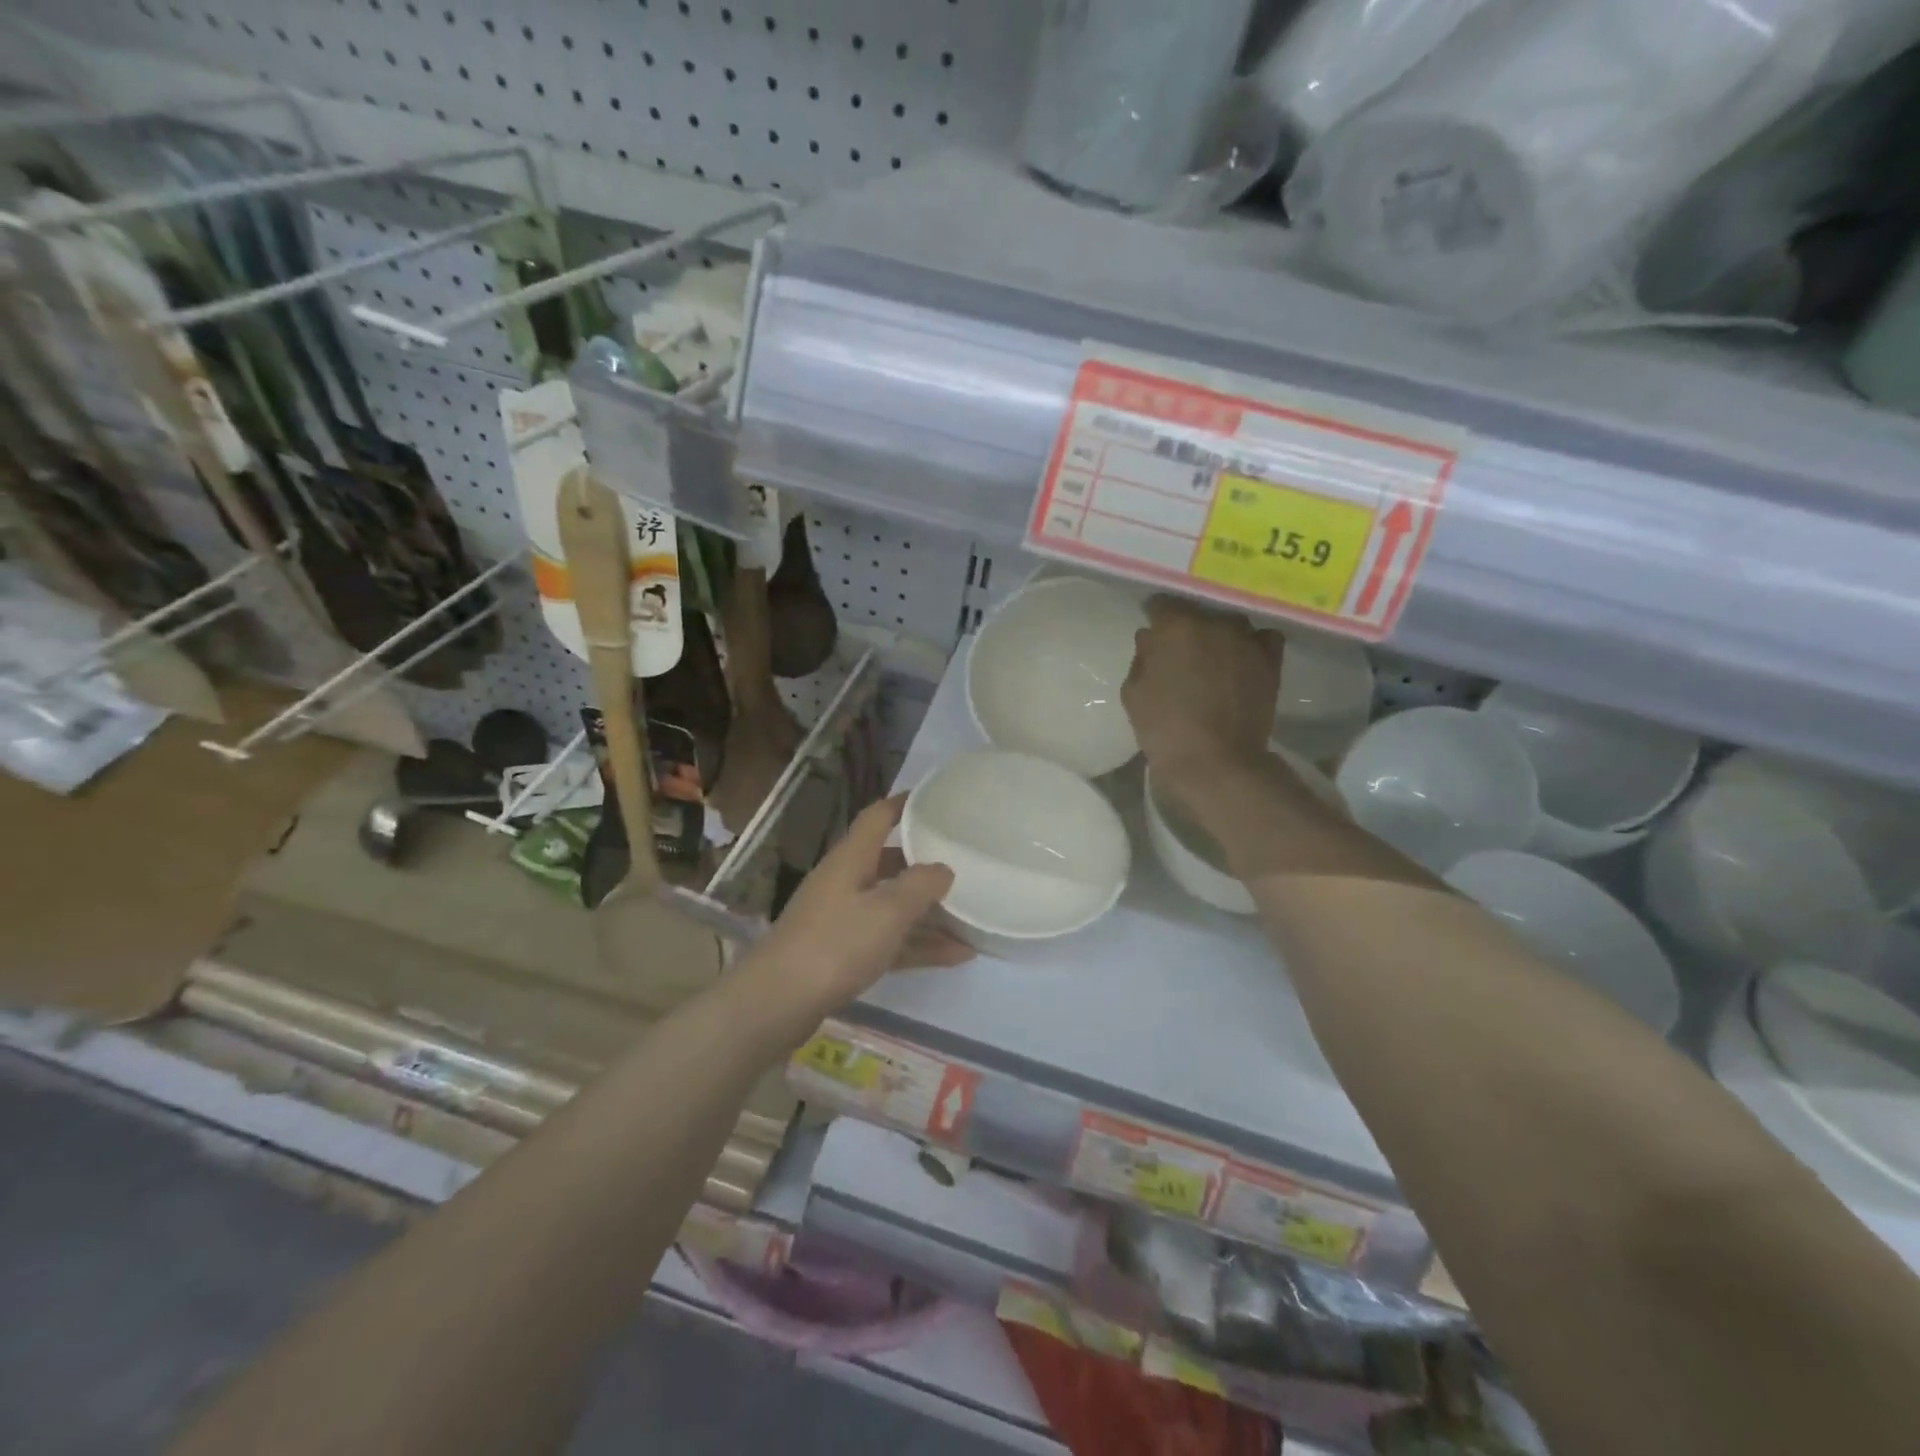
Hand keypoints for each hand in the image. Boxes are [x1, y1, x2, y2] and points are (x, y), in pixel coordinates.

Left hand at [739, 796, 970, 1038]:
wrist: (777, 1003)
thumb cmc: (835, 945)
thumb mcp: (887, 911)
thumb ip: (920, 885)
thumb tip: (943, 868)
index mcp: (851, 860)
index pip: (878, 817)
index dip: (904, 804)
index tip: (934, 799)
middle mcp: (845, 882)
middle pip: (889, 863)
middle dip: (924, 864)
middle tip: (963, 862)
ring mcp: (842, 919)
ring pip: (892, 906)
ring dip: (928, 912)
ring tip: (972, 916)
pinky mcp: (843, 954)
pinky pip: (888, 940)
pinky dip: (918, 944)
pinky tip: (955, 955)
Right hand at [1123, 595, 1282, 786]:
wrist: (1215, 761)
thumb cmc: (1164, 728)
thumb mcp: (1133, 692)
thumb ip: (1142, 657)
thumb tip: (1152, 638)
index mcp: (1175, 625)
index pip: (1161, 604)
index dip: (1155, 617)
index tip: (1153, 633)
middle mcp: (1214, 621)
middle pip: (1198, 611)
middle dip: (1188, 626)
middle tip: (1182, 651)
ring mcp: (1246, 638)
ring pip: (1230, 623)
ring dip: (1220, 634)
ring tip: (1215, 657)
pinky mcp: (1270, 658)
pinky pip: (1262, 637)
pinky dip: (1252, 644)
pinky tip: (1243, 660)